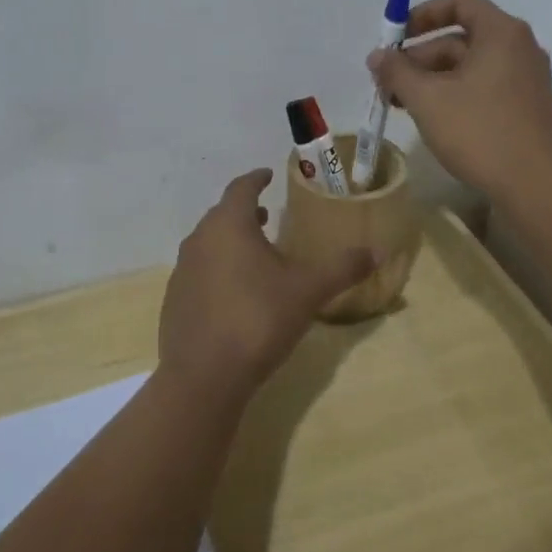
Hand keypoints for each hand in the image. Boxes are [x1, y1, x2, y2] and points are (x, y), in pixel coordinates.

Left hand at [157, 169, 375, 404]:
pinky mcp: (174, 301)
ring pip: (208, 243)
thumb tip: (377, 251)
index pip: (241, 188)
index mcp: (229, 226)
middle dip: (245, 211)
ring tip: (255, 252)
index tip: (267, 175)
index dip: (256, 179)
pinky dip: (218, 269)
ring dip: (231, 240)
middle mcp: (199, 240)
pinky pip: (199, 272)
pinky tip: (235, 292)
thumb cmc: (258, 319)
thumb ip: (342, 268)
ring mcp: (182, 271)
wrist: (204, 376)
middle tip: (268, 214)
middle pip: (222, 215)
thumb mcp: (308, 291)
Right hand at [368, 0, 551, 205]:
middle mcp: (519, 48)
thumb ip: (397, 72)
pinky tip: (432, 120)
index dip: (422, 14)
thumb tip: (377, 56)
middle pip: (461, 37)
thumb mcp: (428, 99)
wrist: (537, 188)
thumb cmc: (481, 132)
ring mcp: (526, 80)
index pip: (459, 2)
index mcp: (501, 33)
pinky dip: (455, 95)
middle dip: (419, 57)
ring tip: (402, 105)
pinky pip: (484, 87)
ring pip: (470, 67)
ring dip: (433, 79)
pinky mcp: (527, 108)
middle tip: (388, 83)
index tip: (395, 38)